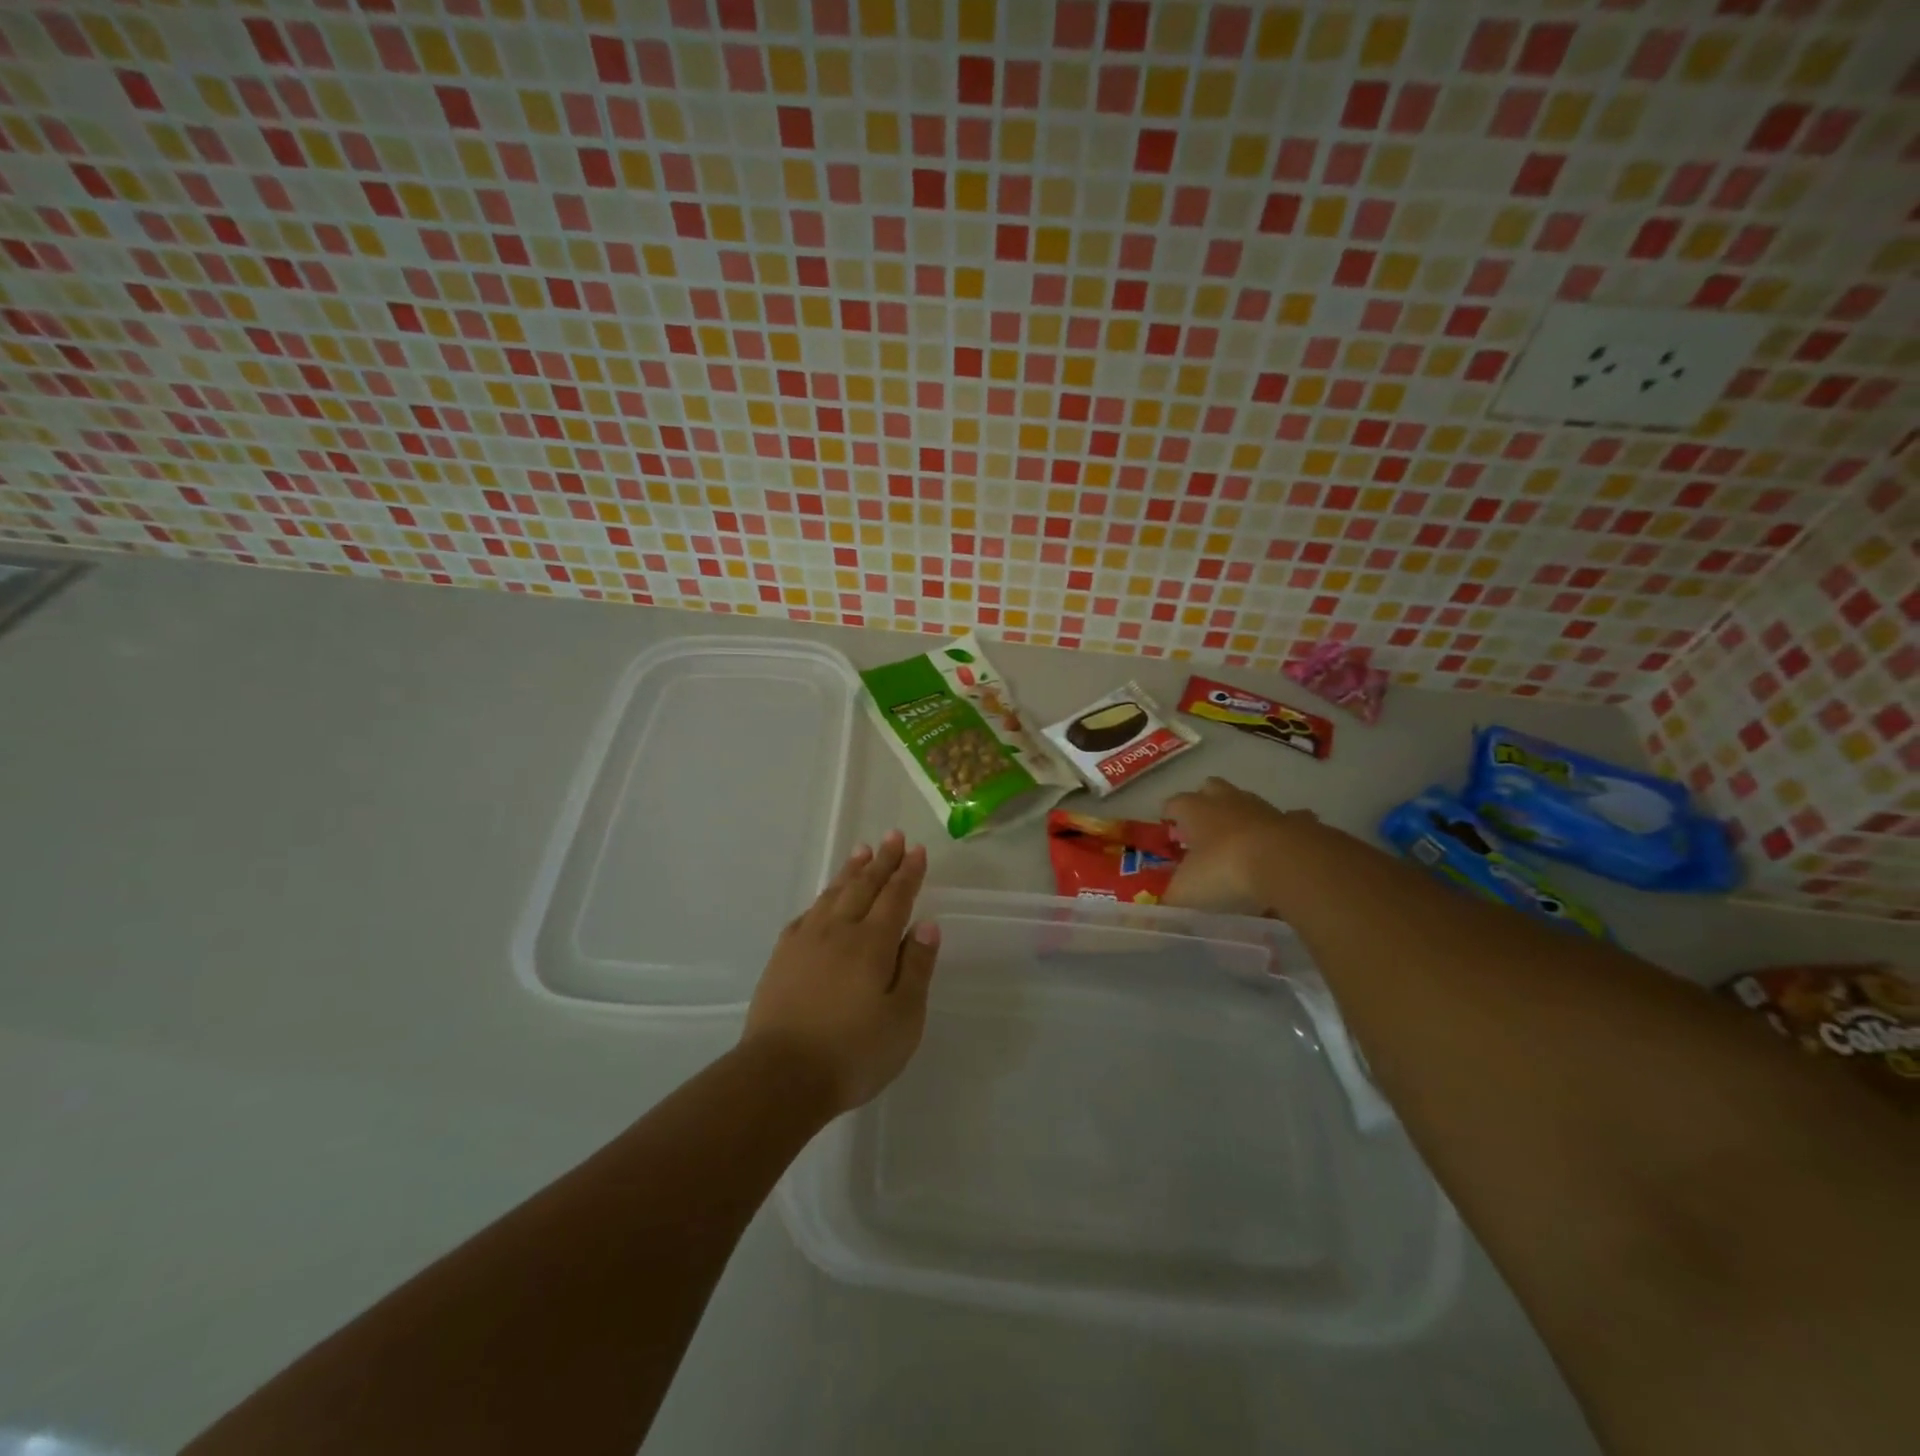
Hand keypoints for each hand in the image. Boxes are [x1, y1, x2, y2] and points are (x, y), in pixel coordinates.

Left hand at [742, 830, 939, 1116]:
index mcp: (873, 944)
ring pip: (833, 894)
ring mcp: (806, 942)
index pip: (896, 897)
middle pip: (864, 887)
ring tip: (862, 851)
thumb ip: (916, 968)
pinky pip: (806, 915)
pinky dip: (821, 899)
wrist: (780, 1076)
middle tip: (893, 836)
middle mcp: (839, 931)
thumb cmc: (853, 1052)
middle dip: (882, 860)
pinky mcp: (782, 958)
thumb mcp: (903, 1019)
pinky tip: (824, 900)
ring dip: (850, 871)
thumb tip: (927, 925)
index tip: (917, 850)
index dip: (908, 873)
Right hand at [1162, 777, 1316, 915]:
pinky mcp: (1296, 821)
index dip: (1169, 817)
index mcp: (1194, 810)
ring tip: (1240, 844)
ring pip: (1246, 801)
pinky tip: (1280, 849)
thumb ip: (1171, 897)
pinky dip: (1281, 830)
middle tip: (1203, 831)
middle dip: (1205, 803)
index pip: (1173, 804)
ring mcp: (1263, 808)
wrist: (1288, 864)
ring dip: (1241, 817)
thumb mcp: (1187, 891)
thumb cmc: (1225, 870)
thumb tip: (1161, 906)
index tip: (1169, 834)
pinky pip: (1287, 820)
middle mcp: (1226, 801)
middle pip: (1210, 788)